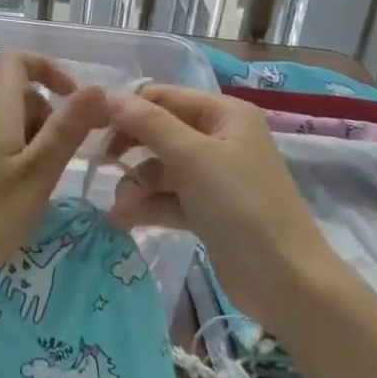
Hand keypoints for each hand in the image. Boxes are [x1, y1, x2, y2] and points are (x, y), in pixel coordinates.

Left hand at [0, 50, 110, 297]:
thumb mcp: (36, 175)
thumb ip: (66, 131)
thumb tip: (98, 88)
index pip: (16, 60)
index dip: (48, 68)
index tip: (74, 100)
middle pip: (21, 97)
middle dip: (53, 118)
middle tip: (69, 159)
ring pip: (14, 127)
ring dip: (40, 146)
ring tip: (48, 187)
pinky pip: (1, 151)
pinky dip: (22, 165)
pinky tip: (25, 201)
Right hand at [103, 86, 333, 325]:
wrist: (285, 281)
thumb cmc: (242, 206)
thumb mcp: (193, 158)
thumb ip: (149, 124)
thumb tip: (107, 96)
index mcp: (224, 115)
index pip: (164, 97)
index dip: (129, 108)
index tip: (92, 127)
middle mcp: (219, 139)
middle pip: (160, 132)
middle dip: (131, 151)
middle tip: (102, 165)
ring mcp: (213, 177)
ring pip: (160, 169)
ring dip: (136, 185)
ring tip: (122, 209)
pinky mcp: (207, 211)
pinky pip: (168, 198)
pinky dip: (148, 205)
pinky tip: (124, 220)